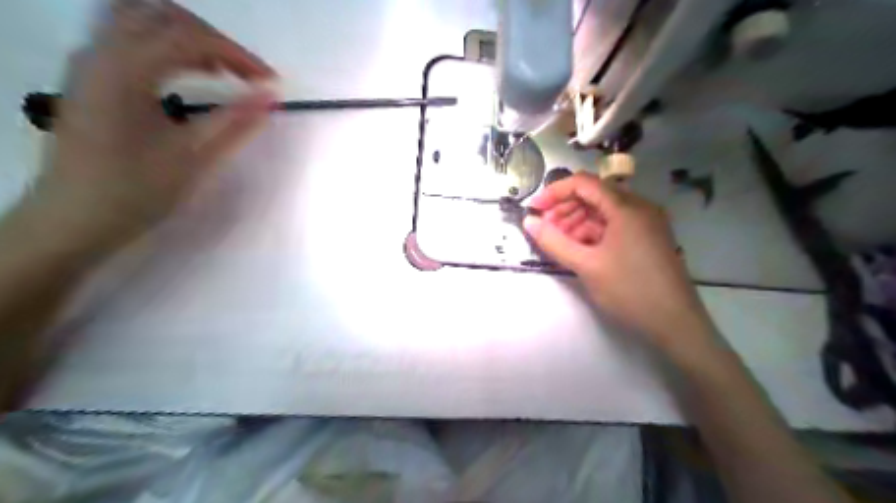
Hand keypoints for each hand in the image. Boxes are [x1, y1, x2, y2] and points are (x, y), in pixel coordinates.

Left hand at [32, 1, 276, 249]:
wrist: (76, 217)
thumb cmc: (139, 189)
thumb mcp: (196, 157)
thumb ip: (237, 121)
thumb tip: (272, 96)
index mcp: (128, 69)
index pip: (191, 38)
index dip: (238, 55)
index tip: (270, 82)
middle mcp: (103, 51)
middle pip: (164, 15)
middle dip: (214, 39)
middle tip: (247, 74)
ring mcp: (91, 61)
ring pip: (143, 20)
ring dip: (189, 38)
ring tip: (221, 72)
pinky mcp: (90, 77)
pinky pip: (130, 39)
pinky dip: (167, 46)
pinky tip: (189, 75)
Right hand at [526, 172, 713, 349]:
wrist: (676, 323)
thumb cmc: (629, 290)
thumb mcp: (586, 266)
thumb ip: (553, 241)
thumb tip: (528, 221)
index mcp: (626, 207)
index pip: (583, 183)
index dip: (555, 192)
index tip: (534, 210)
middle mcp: (639, 207)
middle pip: (594, 195)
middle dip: (565, 209)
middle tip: (545, 230)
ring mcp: (646, 222)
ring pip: (604, 211)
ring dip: (578, 222)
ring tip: (559, 243)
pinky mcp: (648, 237)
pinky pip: (615, 225)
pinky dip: (594, 232)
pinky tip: (580, 249)